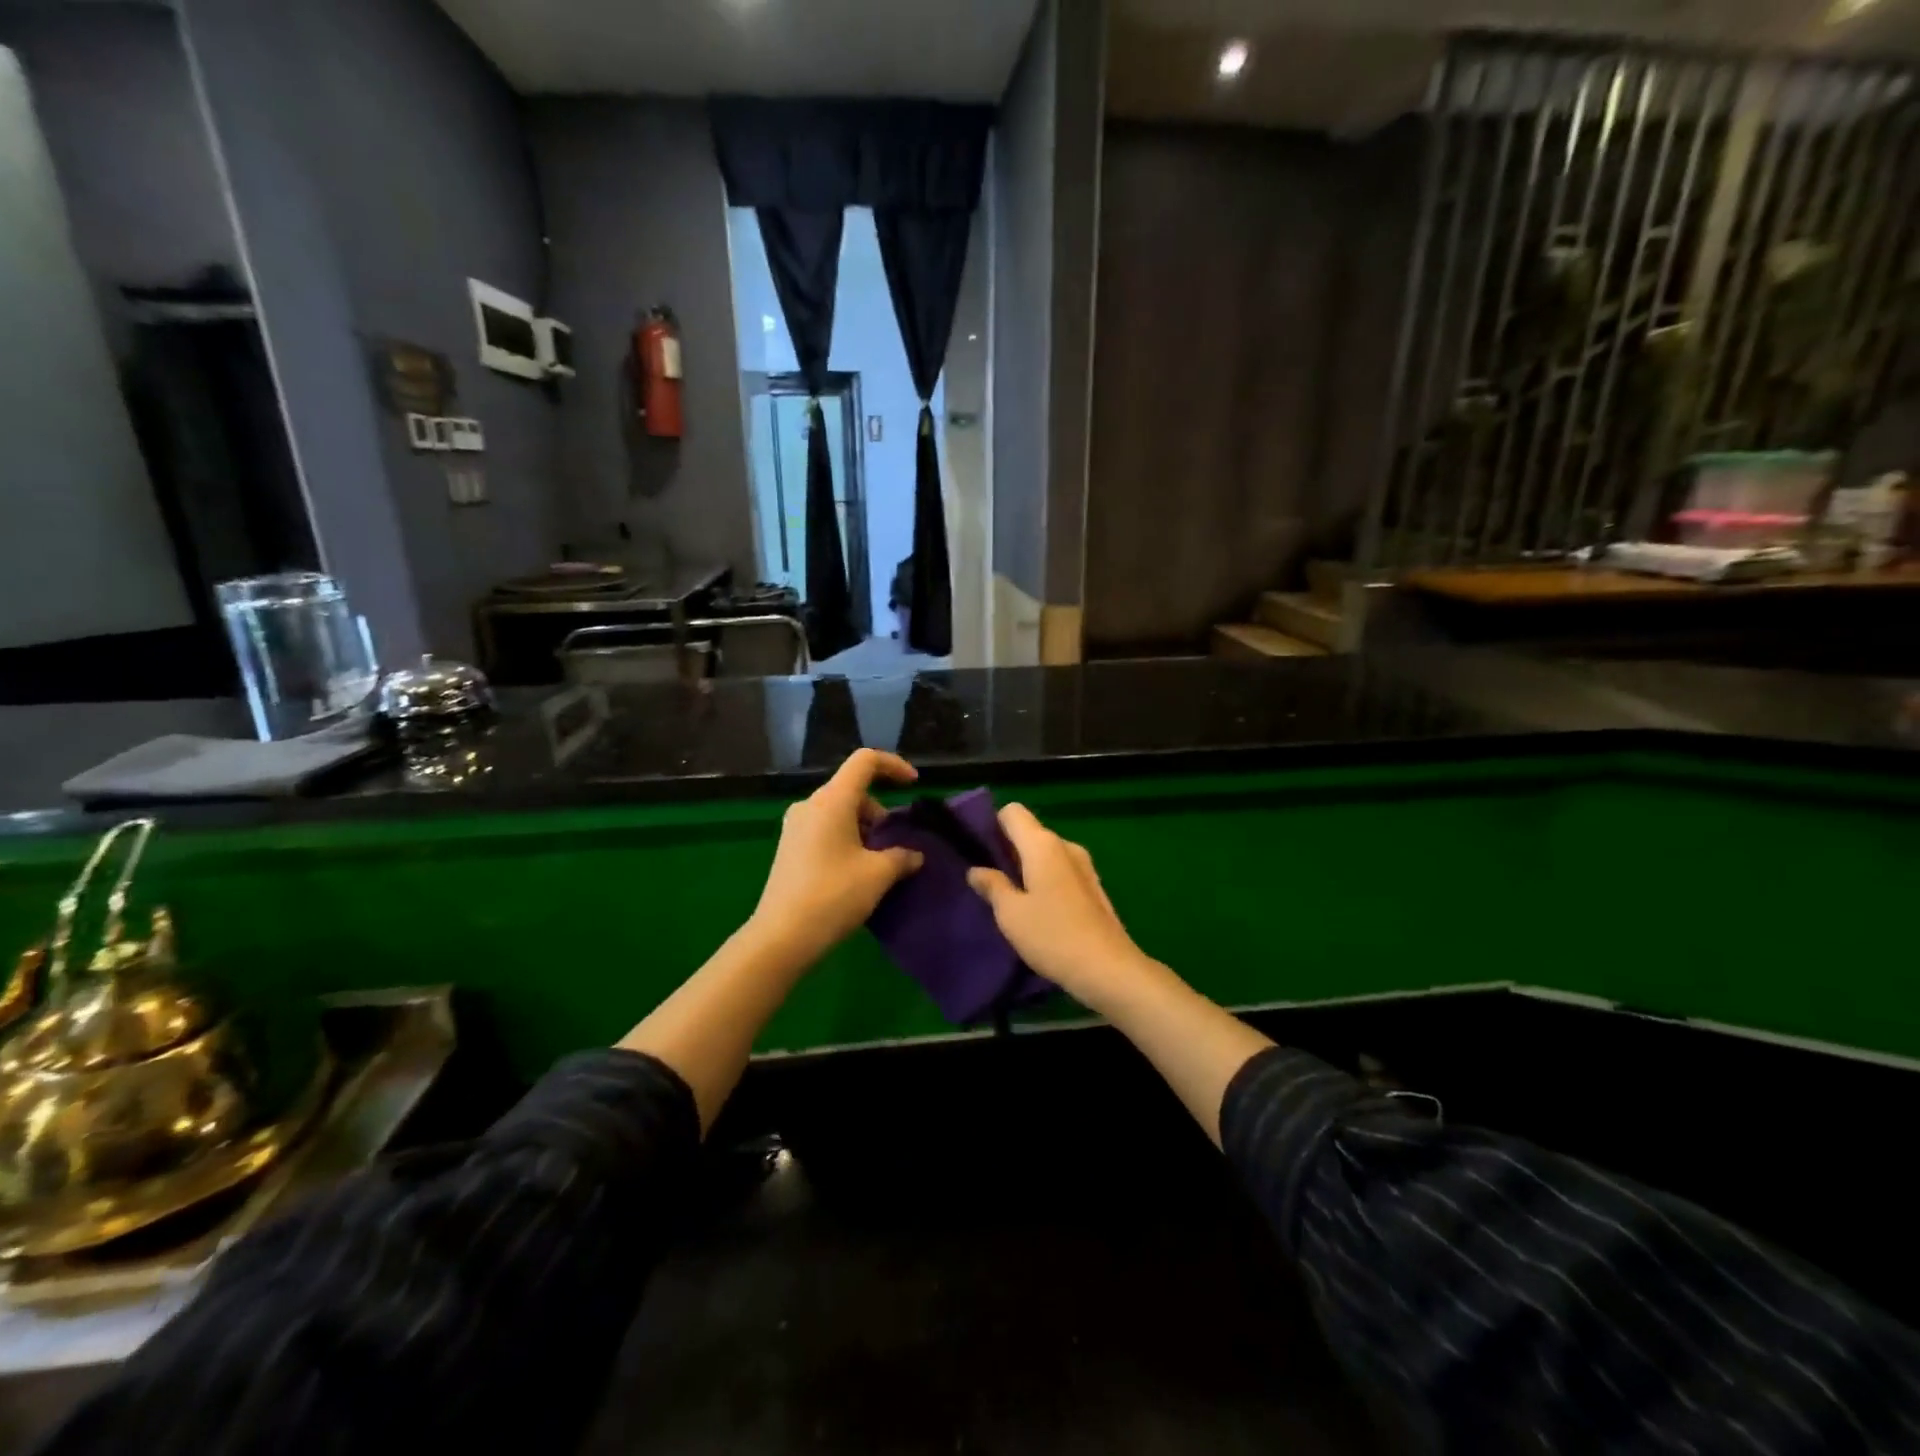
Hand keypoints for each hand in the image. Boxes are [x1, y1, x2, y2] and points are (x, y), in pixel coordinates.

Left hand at [748, 749, 924, 967]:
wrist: (781, 937)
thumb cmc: (833, 896)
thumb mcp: (878, 875)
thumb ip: (902, 857)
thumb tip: (915, 855)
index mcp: (832, 800)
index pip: (865, 761)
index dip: (893, 765)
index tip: (913, 785)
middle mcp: (810, 805)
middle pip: (853, 789)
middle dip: (881, 810)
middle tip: (896, 844)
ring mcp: (795, 826)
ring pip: (839, 811)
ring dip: (865, 828)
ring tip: (878, 863)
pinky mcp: (789, 847)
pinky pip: (825, 828)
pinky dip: (847, 838)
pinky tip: (855, 871)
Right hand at [967, 804, 1151, 1009]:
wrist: (1108, 969)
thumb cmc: (1053, 936)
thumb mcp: (1010, 914)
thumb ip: (992, 886)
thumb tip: (977, 870)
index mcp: (1043, 845)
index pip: (1013, 812)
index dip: (993, 825)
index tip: (979, 852)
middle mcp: (1066, 846)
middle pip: (1030, 833)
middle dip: (1008, 850)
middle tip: (989, 880)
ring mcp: (1084, 866)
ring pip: (1046, 854)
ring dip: (1027, 868)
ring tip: (1012, 899)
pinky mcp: (1093, 887)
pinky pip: (1061, 871)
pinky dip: (1045, 881)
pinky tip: (1039, 911)